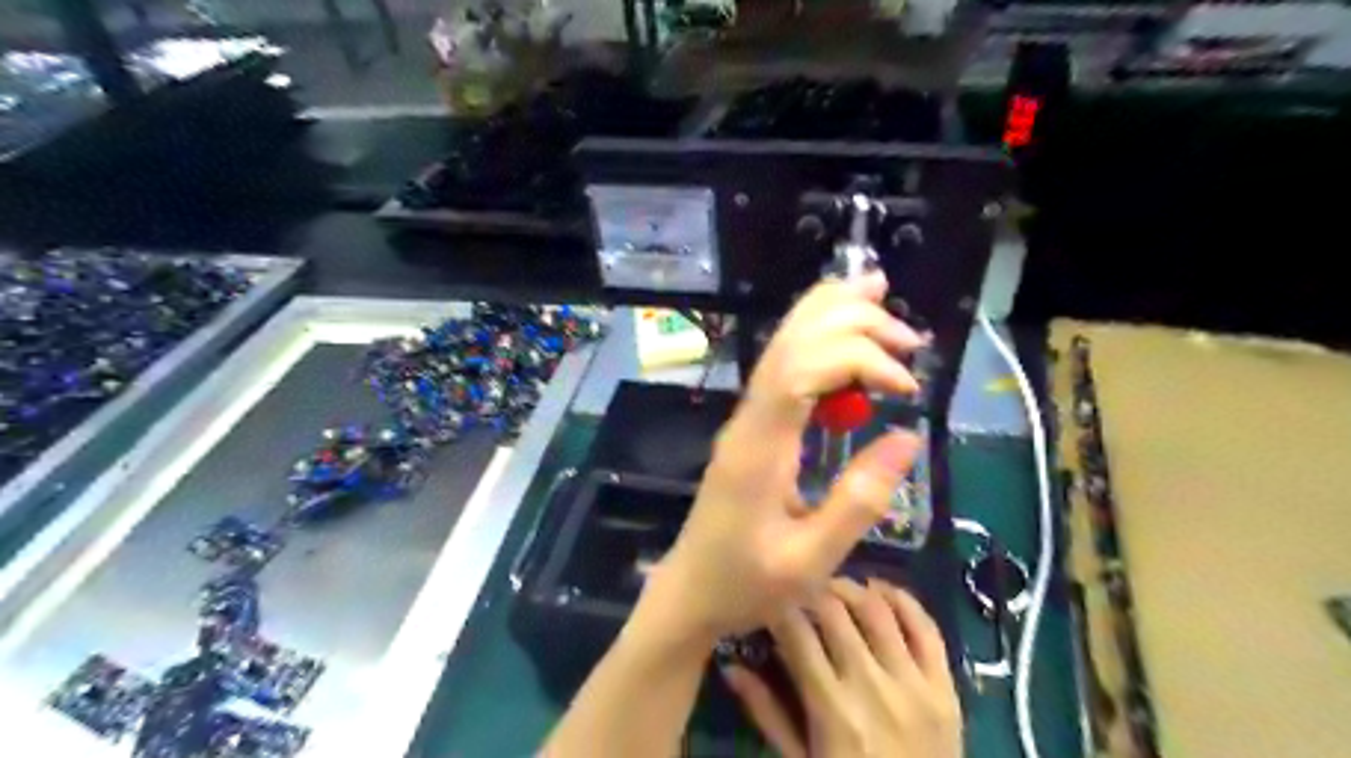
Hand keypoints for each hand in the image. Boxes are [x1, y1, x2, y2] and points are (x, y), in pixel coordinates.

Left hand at [647, 272, 930, 639]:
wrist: (690, 590)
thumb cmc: (747, 583)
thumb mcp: (811, 560)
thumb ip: (858, 501)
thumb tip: (907, 438)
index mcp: (760, 448)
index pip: (800, 370)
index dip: (856, 358)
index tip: (906, 385)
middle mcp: (748, 419)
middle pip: (789, 342)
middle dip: (848, 322)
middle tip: (908, 337)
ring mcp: (746, 418)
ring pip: (781, 344)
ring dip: (828, 315)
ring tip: (876, 291)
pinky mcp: (752, 425)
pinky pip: (783, 365)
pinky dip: (815, 337)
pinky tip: (842, 332)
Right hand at [728, 578, 958, 755]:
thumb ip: (767, 713)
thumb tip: (731, 667)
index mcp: (832, 707)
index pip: (796, 632)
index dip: (777, 605)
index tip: (768, 598)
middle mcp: (872, 685)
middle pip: (835, 611)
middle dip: (810, 589)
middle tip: (797, 587)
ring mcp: (914, 684)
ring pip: (878, 610)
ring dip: (851, 587)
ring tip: (833, 585)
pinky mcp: (945, 687)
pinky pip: (927, 629)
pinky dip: (903, 600)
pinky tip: (881, 590)